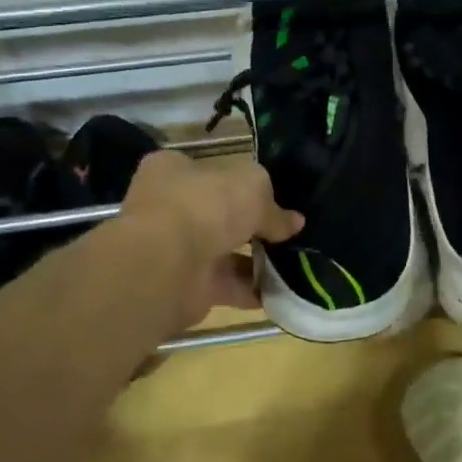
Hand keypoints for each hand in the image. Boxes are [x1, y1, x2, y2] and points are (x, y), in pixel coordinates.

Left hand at [119, 151, 303, 329]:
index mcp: (173, 171)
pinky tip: (283, 290)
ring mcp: (175, 249)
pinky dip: (252, 290)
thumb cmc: (205, 207)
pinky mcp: (185, 286)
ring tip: (295, 263)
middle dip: (253, 225)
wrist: (166, 266)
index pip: (208, 170)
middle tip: (288, 232)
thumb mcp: (253, 188)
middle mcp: (169, 208)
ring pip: (224, 252)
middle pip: (219, 214)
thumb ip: (274, 207)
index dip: (239, 181)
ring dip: (257, 260)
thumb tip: (294, 222)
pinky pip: (227, 286)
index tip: (271, 195)